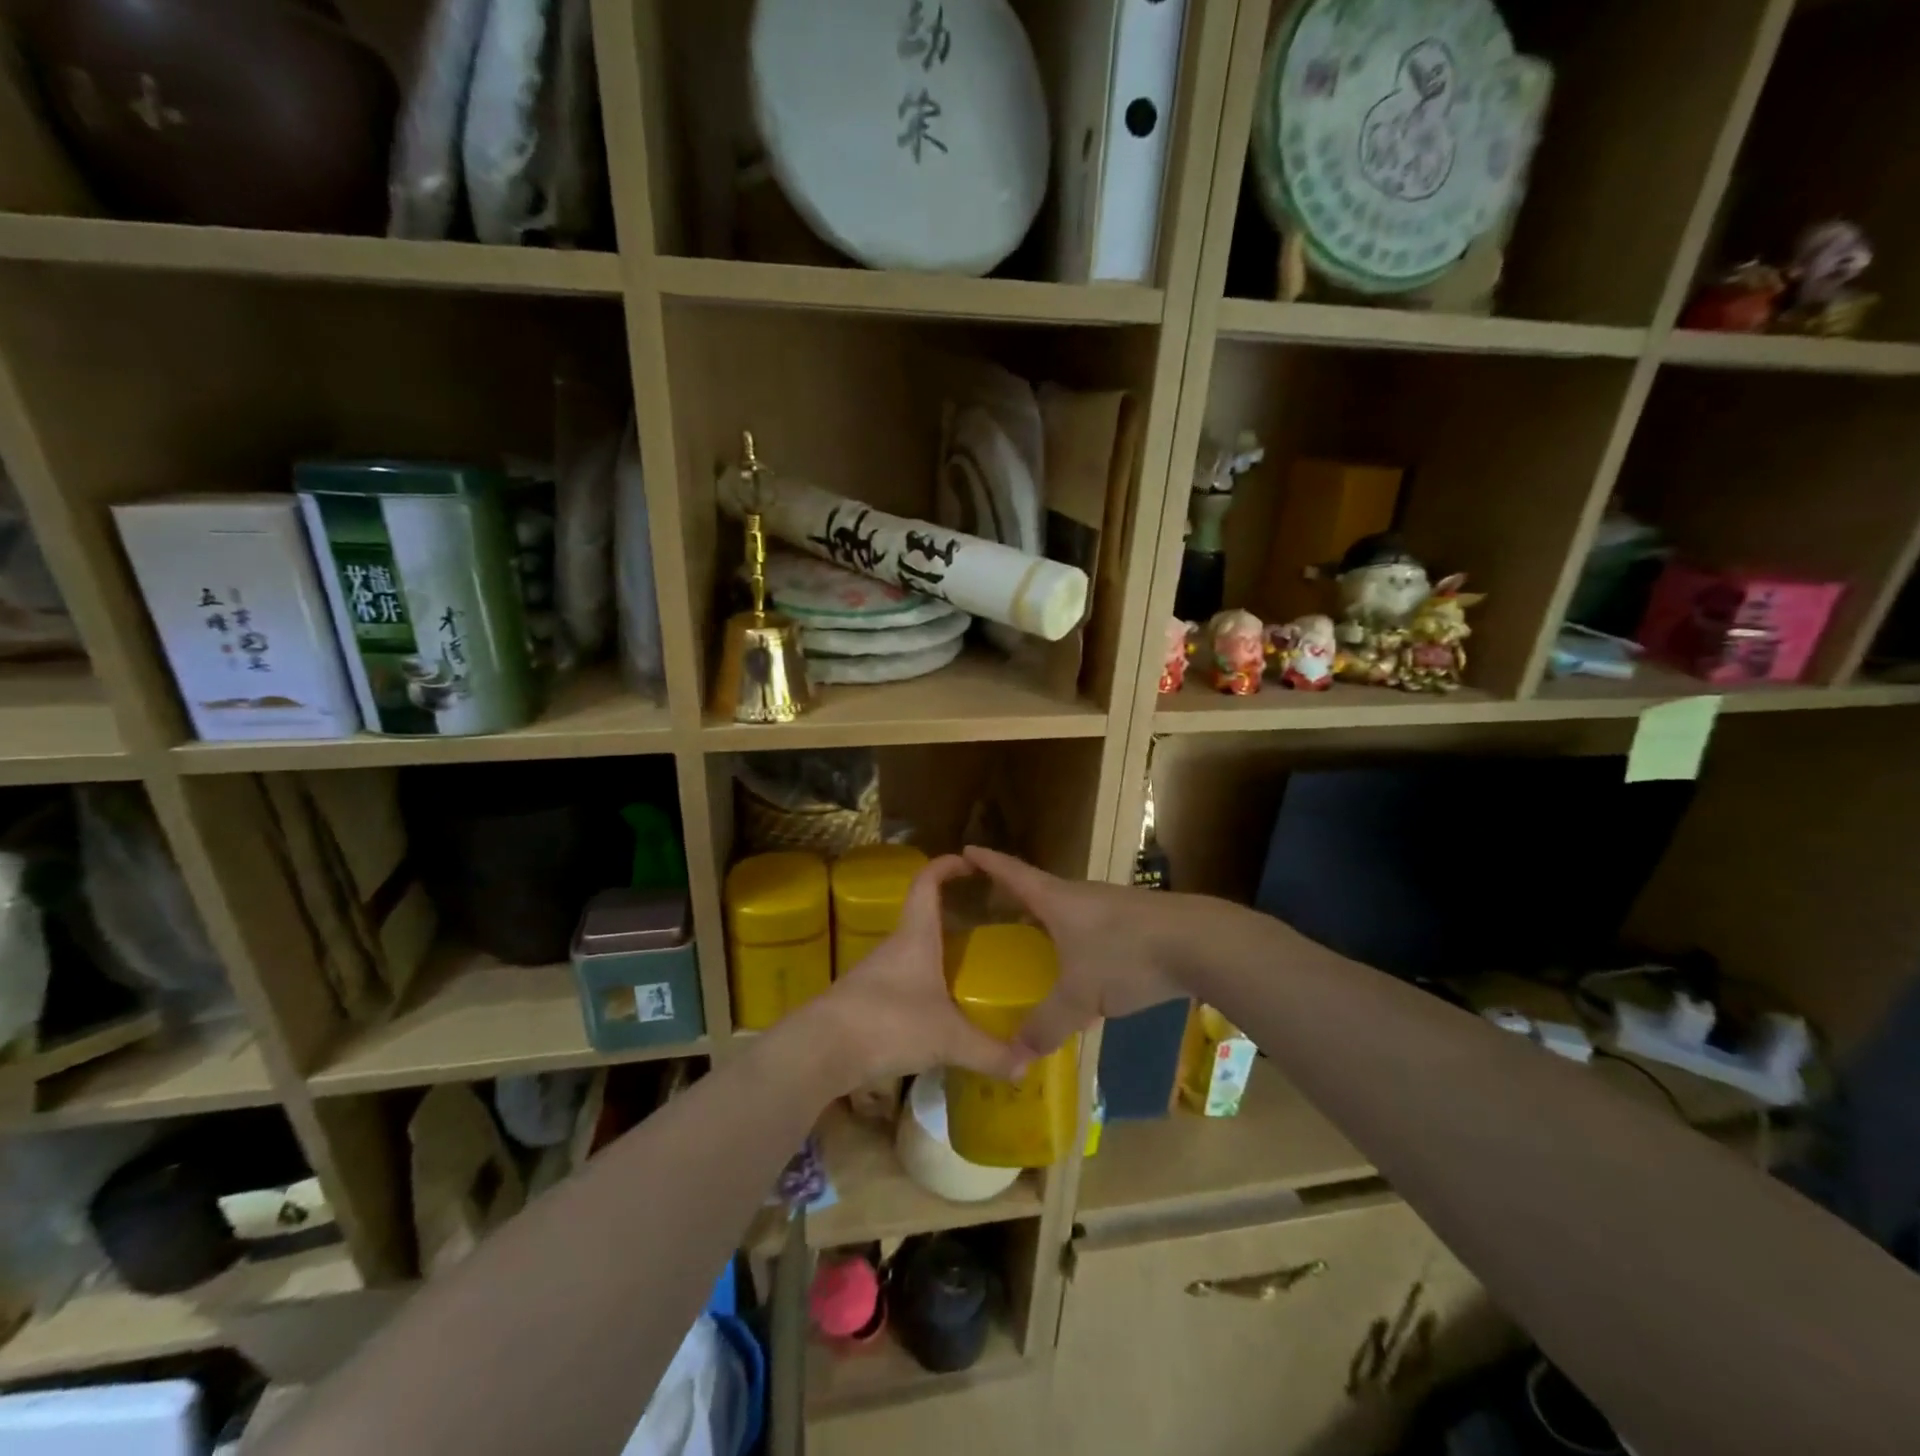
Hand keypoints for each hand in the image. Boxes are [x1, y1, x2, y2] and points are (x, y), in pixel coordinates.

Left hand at [800, 855, 1030, 1088]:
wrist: (820, 1050)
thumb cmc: (889, 1022)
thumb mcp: (947, 1039)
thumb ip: (989, 1051)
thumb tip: (1027, 1065)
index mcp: (916, 936)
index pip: (927, 883)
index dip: (946, 865)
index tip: (968, 860)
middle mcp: (894, 946)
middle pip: (921, 916)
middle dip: (950, 915)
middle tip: (983, 924)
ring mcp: (874, 973)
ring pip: (911, 952)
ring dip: (935, 954)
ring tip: (966, 968)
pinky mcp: (862, 1001)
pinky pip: (899, 983)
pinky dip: (920, 986)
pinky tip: (937, 1011)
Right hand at [963, 847, 1187, 1054]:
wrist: (1199, 942)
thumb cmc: (1126, 956)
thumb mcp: (1080, 997)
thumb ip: (1047, 1025)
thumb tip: (1016, 1056)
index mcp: (1056, 900)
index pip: (1012, 873)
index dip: (988, 862)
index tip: (965, 850)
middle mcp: (1079, 894)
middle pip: (1038, 890)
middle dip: (1013, 896)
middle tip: (990, 908)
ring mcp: (1110, 904)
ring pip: (1067, 909)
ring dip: (1047, 919)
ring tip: (1032, 938)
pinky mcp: (1134, 920)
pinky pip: (1091, 925)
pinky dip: (1074, 937)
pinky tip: (1080, 962)